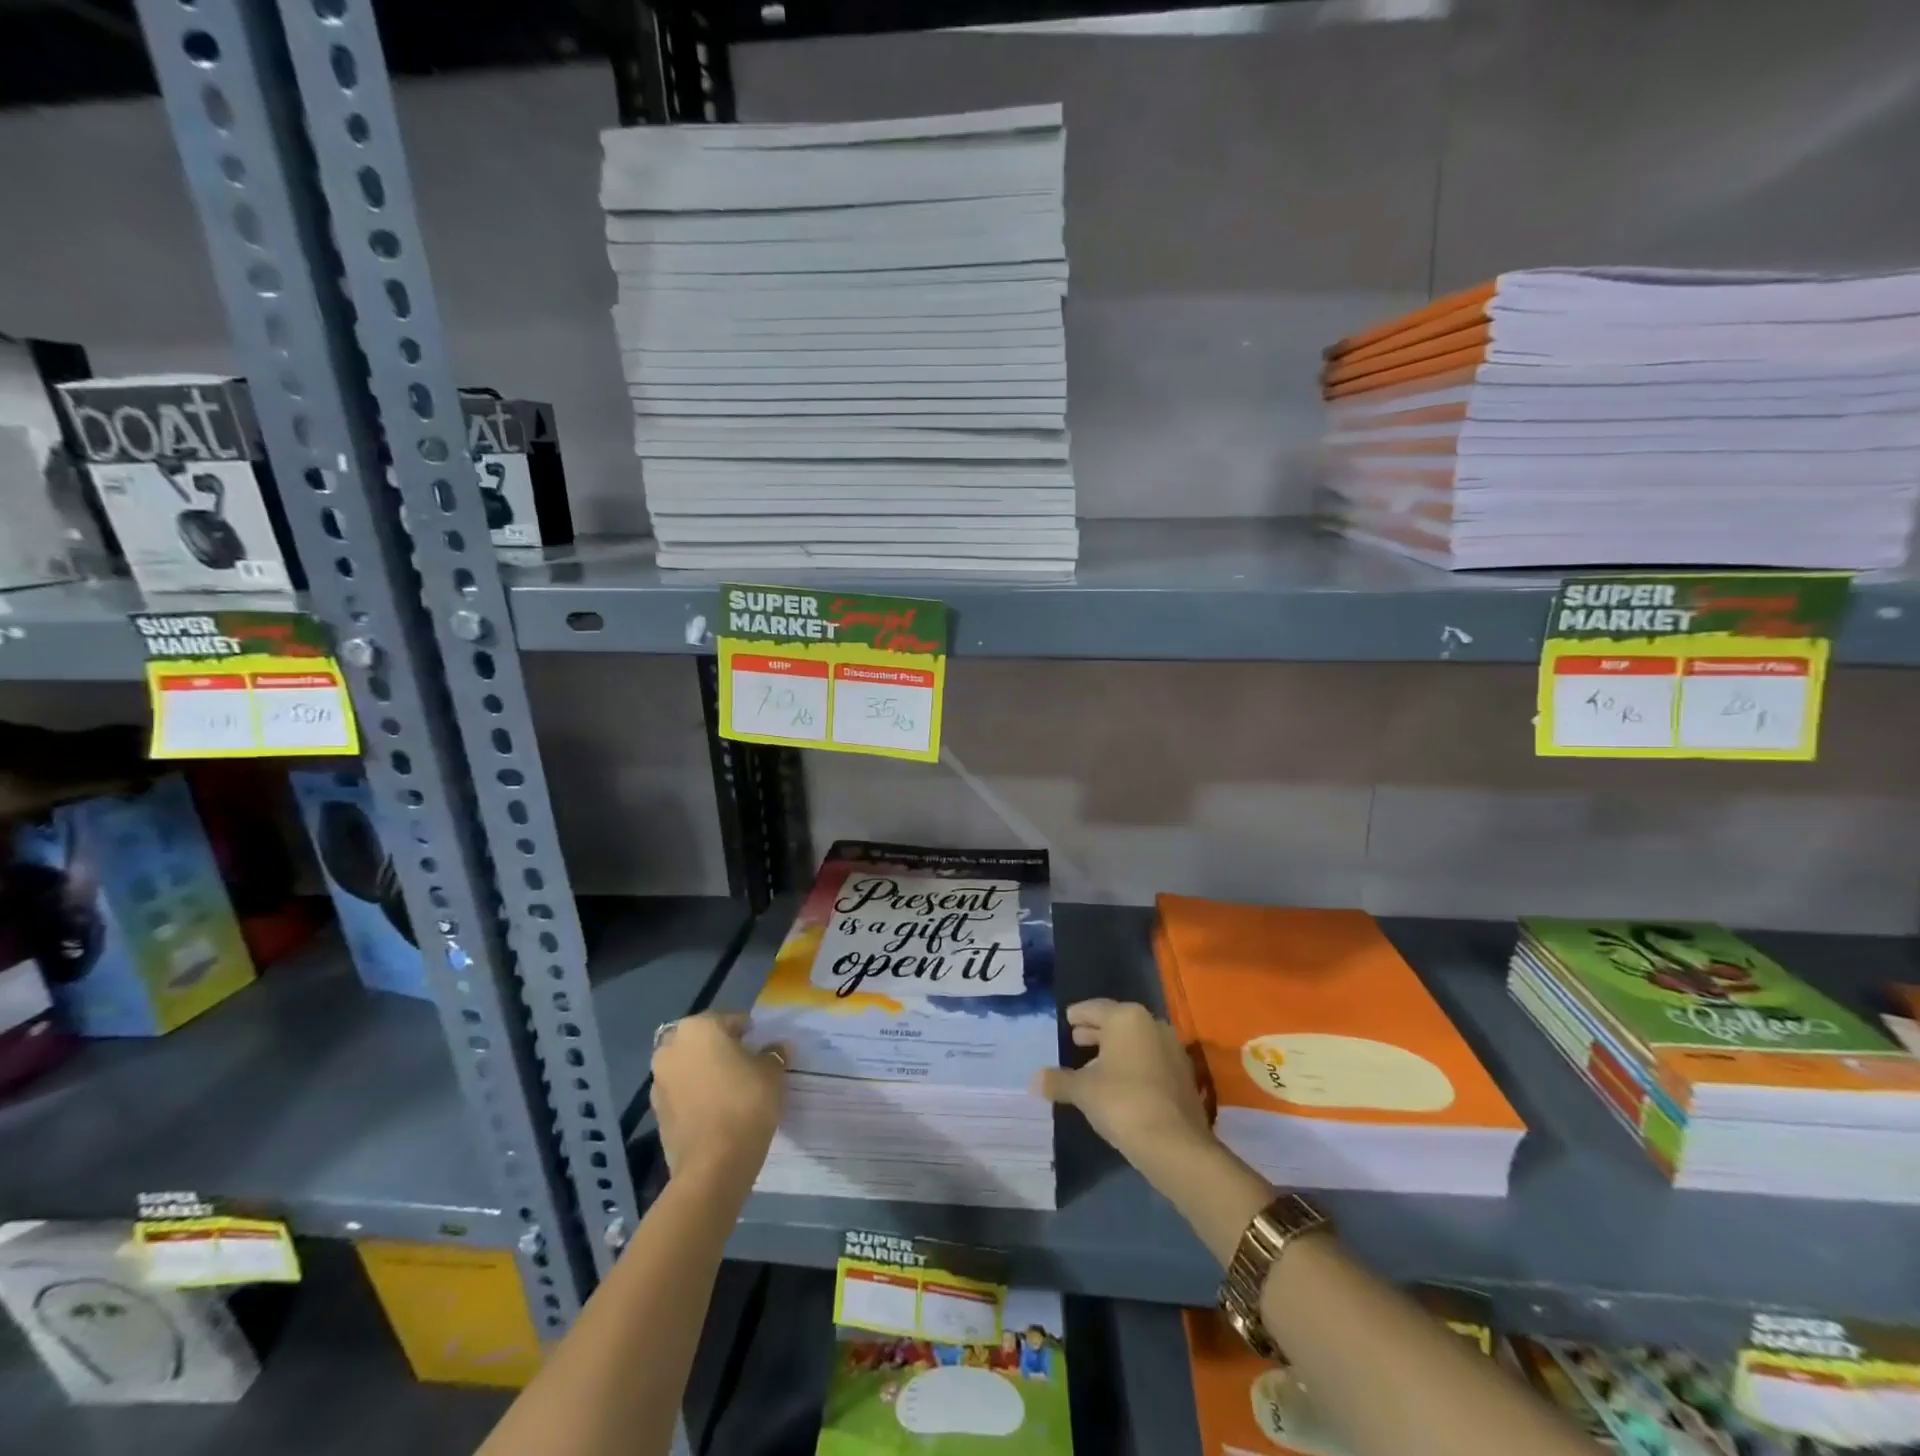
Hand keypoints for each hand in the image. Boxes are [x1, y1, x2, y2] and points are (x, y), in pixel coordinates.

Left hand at [650, 1012, 785, 1190]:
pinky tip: (716, 1110)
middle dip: (719, 1049)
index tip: (761, 1047)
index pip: (730, 1020)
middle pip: (702, 1041)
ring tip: (730, 1090)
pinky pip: (681, 1094)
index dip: (749, 1032)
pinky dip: (695, 1096)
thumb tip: (775, 1049)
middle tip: (744, 1065)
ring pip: (688, 1066)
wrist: (713, 1165)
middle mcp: (672, 1048)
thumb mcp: (772, 1072)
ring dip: (704, 1072)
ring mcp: (659, 1082)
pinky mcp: (656, 1113)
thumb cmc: (745, 1102)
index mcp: (699, 1028)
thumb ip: (773, 1054)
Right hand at [1034, 998, 1214, 1187]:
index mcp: (1127, 1018)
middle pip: (1117, 1023)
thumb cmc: (1122, 1102)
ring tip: (1093, 1064)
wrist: (1175, 1144)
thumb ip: (1058, 1081)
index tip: (1068, 1019)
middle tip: (1076, 1039)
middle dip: (1096, 1032)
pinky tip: (1118, 1084)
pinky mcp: (1183, 1075)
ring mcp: (1172, 1049)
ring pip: (1135, 1042)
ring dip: (1115, 1051)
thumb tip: (1035, 1080)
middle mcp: (1152, 1025)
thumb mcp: (1083, 1090)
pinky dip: (1132, 1066)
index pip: (1094, 1008)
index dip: (1078, 1014)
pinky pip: (1150, 1060)